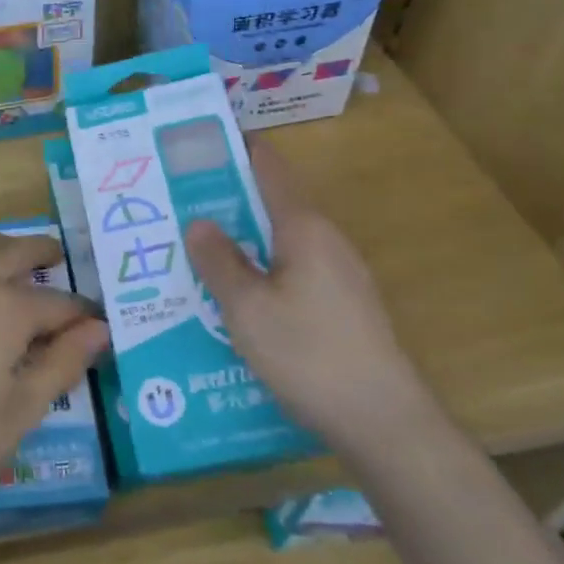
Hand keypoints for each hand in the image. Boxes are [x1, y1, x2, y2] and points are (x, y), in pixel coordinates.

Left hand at [0, 233, 110, 516]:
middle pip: (14, 252)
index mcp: (6, 309)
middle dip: (41, 251)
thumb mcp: (19, 413)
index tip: (96, 318)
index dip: (81, 312)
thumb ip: (62, 364)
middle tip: (57, 253)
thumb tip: (99, 328)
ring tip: (9, 250)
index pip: (57, 303)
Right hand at [185, 141, 434, 449]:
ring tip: (197, 245)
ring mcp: (339, 273)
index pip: (269, 166)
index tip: (198, 142)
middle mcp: (326, 239)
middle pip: (273, 201)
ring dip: (242, 235)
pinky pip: (292, 268)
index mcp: (304, 227)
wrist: (384, 422)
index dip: (236, 147)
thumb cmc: (309, 353)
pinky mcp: (343, 304)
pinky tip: (235, 292)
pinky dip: (260, 265)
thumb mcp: (247, 308)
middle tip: (179, 199)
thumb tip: (199, 222)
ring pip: (280, 238)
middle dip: (228, 196)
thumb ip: (219, 261)